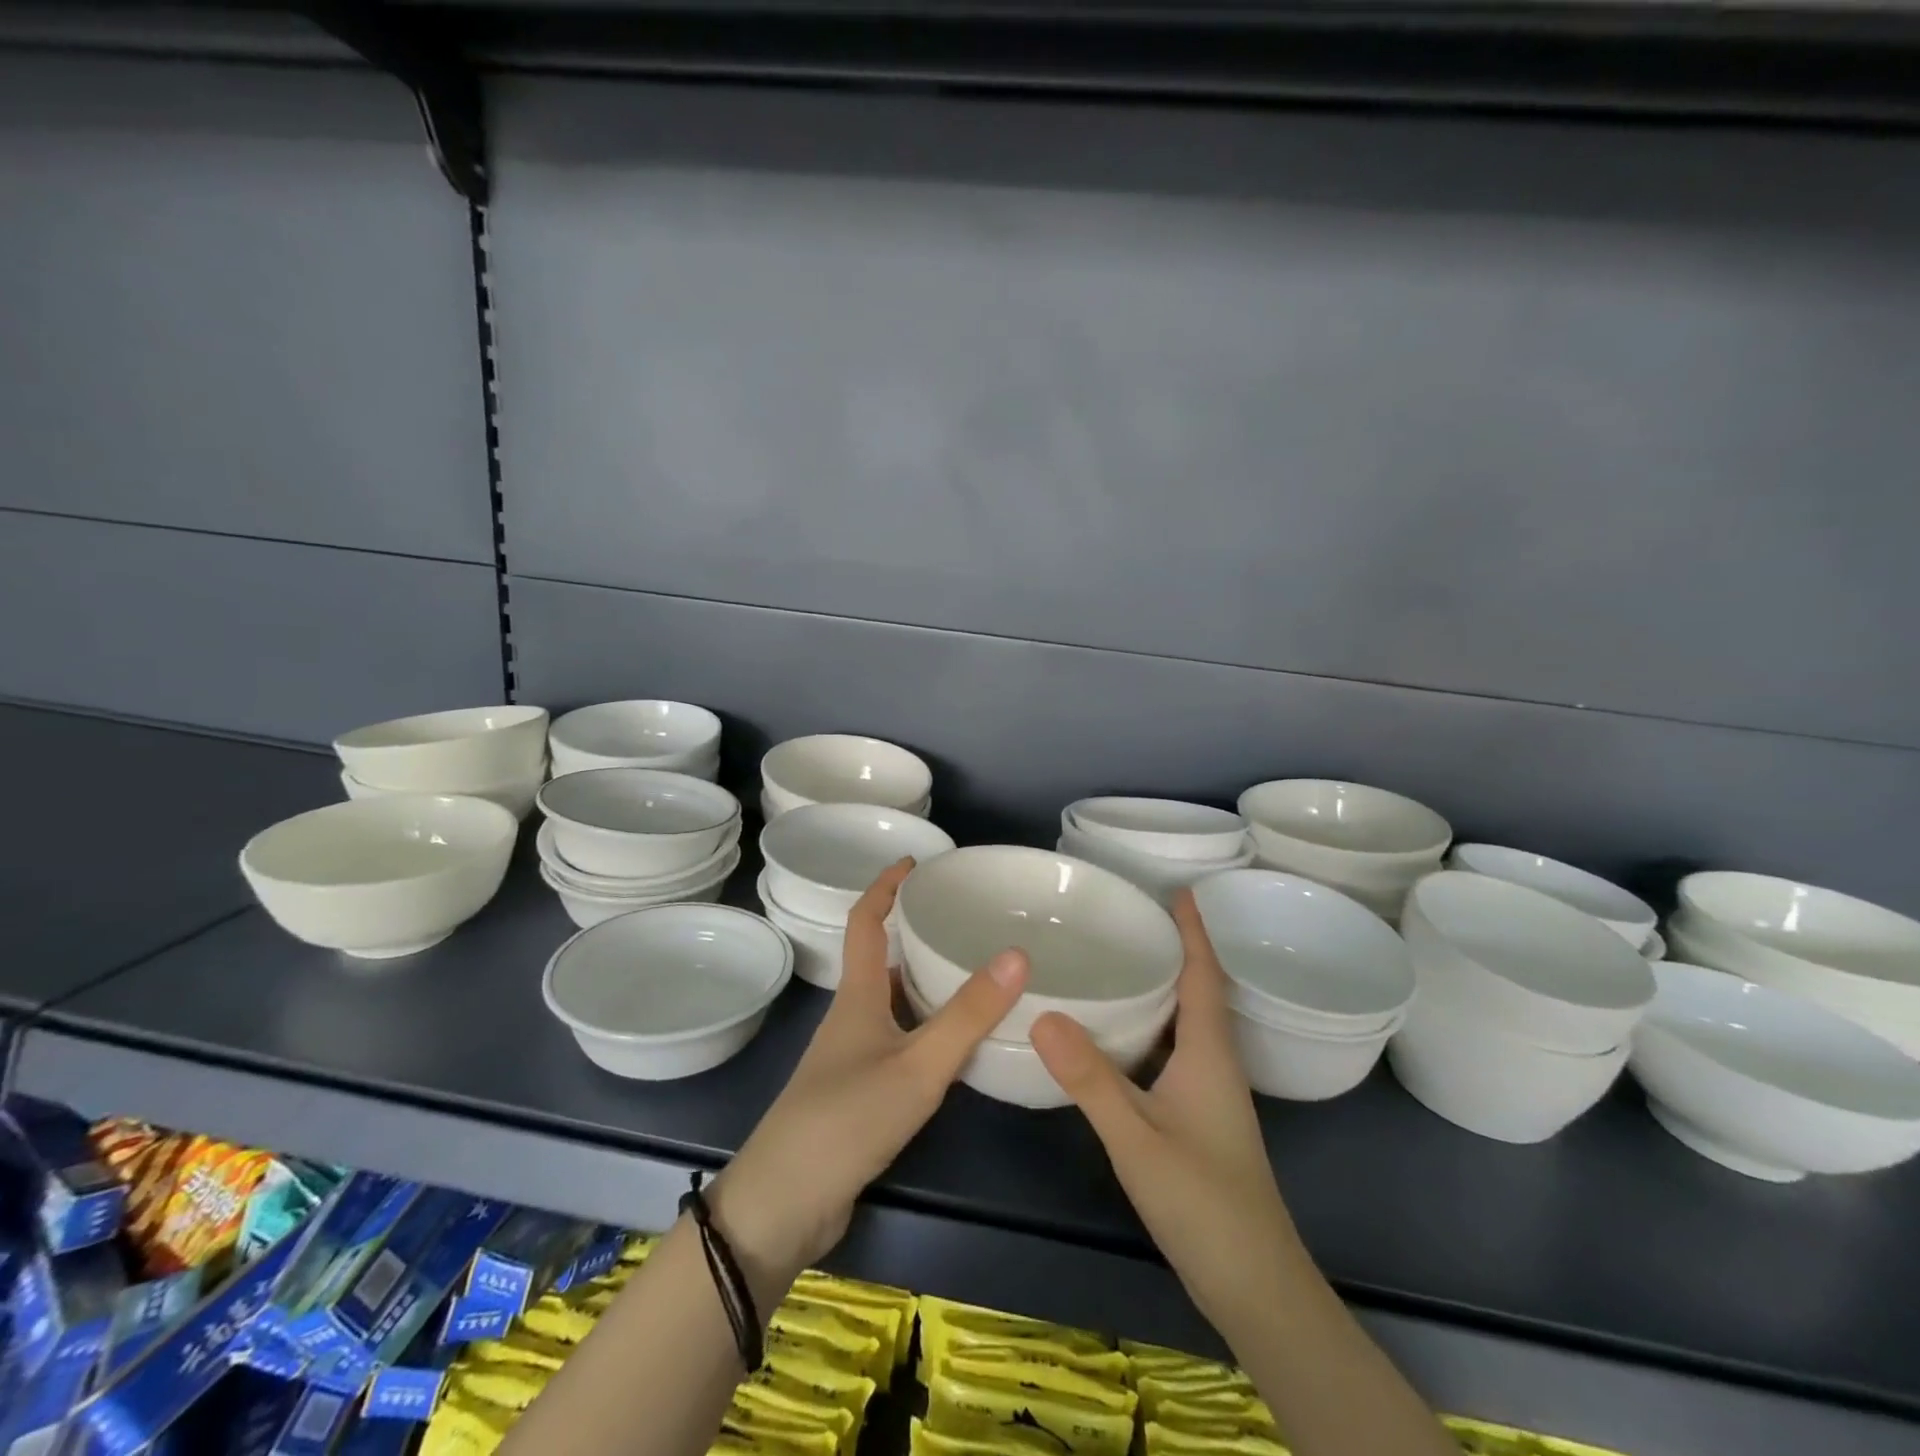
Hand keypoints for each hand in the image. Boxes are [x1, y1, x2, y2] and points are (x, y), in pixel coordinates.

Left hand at [711, 858, 1028, 1300]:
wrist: (783, 1206)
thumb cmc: (846, 1121)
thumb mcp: (917, 1066)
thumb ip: (967, 1015)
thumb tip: (1017, 953)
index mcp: (857, 997)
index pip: (865, 921)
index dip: (885, 886)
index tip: (914, 861)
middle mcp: (851, 1018)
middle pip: (880, 959)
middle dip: (913, 932)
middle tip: (961, 919)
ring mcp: (851, 1058)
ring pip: (891, 1002)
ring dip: (922, 981)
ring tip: (971, 971)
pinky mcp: (857, 1093)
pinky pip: (897, 1041)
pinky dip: (924, 1027)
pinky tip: (955, 1044)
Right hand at [1031, 887, 1299, 1344]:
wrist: (1255, 1287)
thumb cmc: (1203, 1203)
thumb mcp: (1136, 1136)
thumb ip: (1090, 1078)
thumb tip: (1042, 1013)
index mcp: (1210, 1052)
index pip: (1204, 974)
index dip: (1194, 930)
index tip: (1180, 889)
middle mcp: (1215, 1063)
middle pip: (1199, 990)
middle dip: (1174, 948)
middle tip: (1132, 915)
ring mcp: (1209, 1093)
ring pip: (1187, 1021)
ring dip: (1164, 985)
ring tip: (1122, 958)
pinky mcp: (1198, 1116)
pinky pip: (1175, 1049)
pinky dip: (1153, 1024)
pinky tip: (1120, 1032)